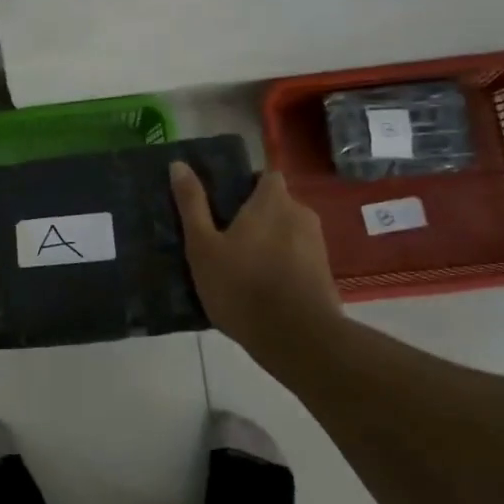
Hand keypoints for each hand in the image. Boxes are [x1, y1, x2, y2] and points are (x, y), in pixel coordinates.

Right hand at [170, 162, 341, 352]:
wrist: (298, 339)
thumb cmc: (242, 285)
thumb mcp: (203, 246)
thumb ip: (192, 204)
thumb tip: (178, 164)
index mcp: (272, 201)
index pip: (266, 175)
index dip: (247, 184)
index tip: (226, 202)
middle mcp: (301, 215)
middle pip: (277, 204)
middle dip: (256, 216)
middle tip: (226, 237)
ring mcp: (318, 245)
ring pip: (288, 232)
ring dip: (269, 242)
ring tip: (242, 265)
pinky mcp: (325, 275)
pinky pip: (298, 258)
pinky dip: (282, 265)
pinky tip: (262, 287)